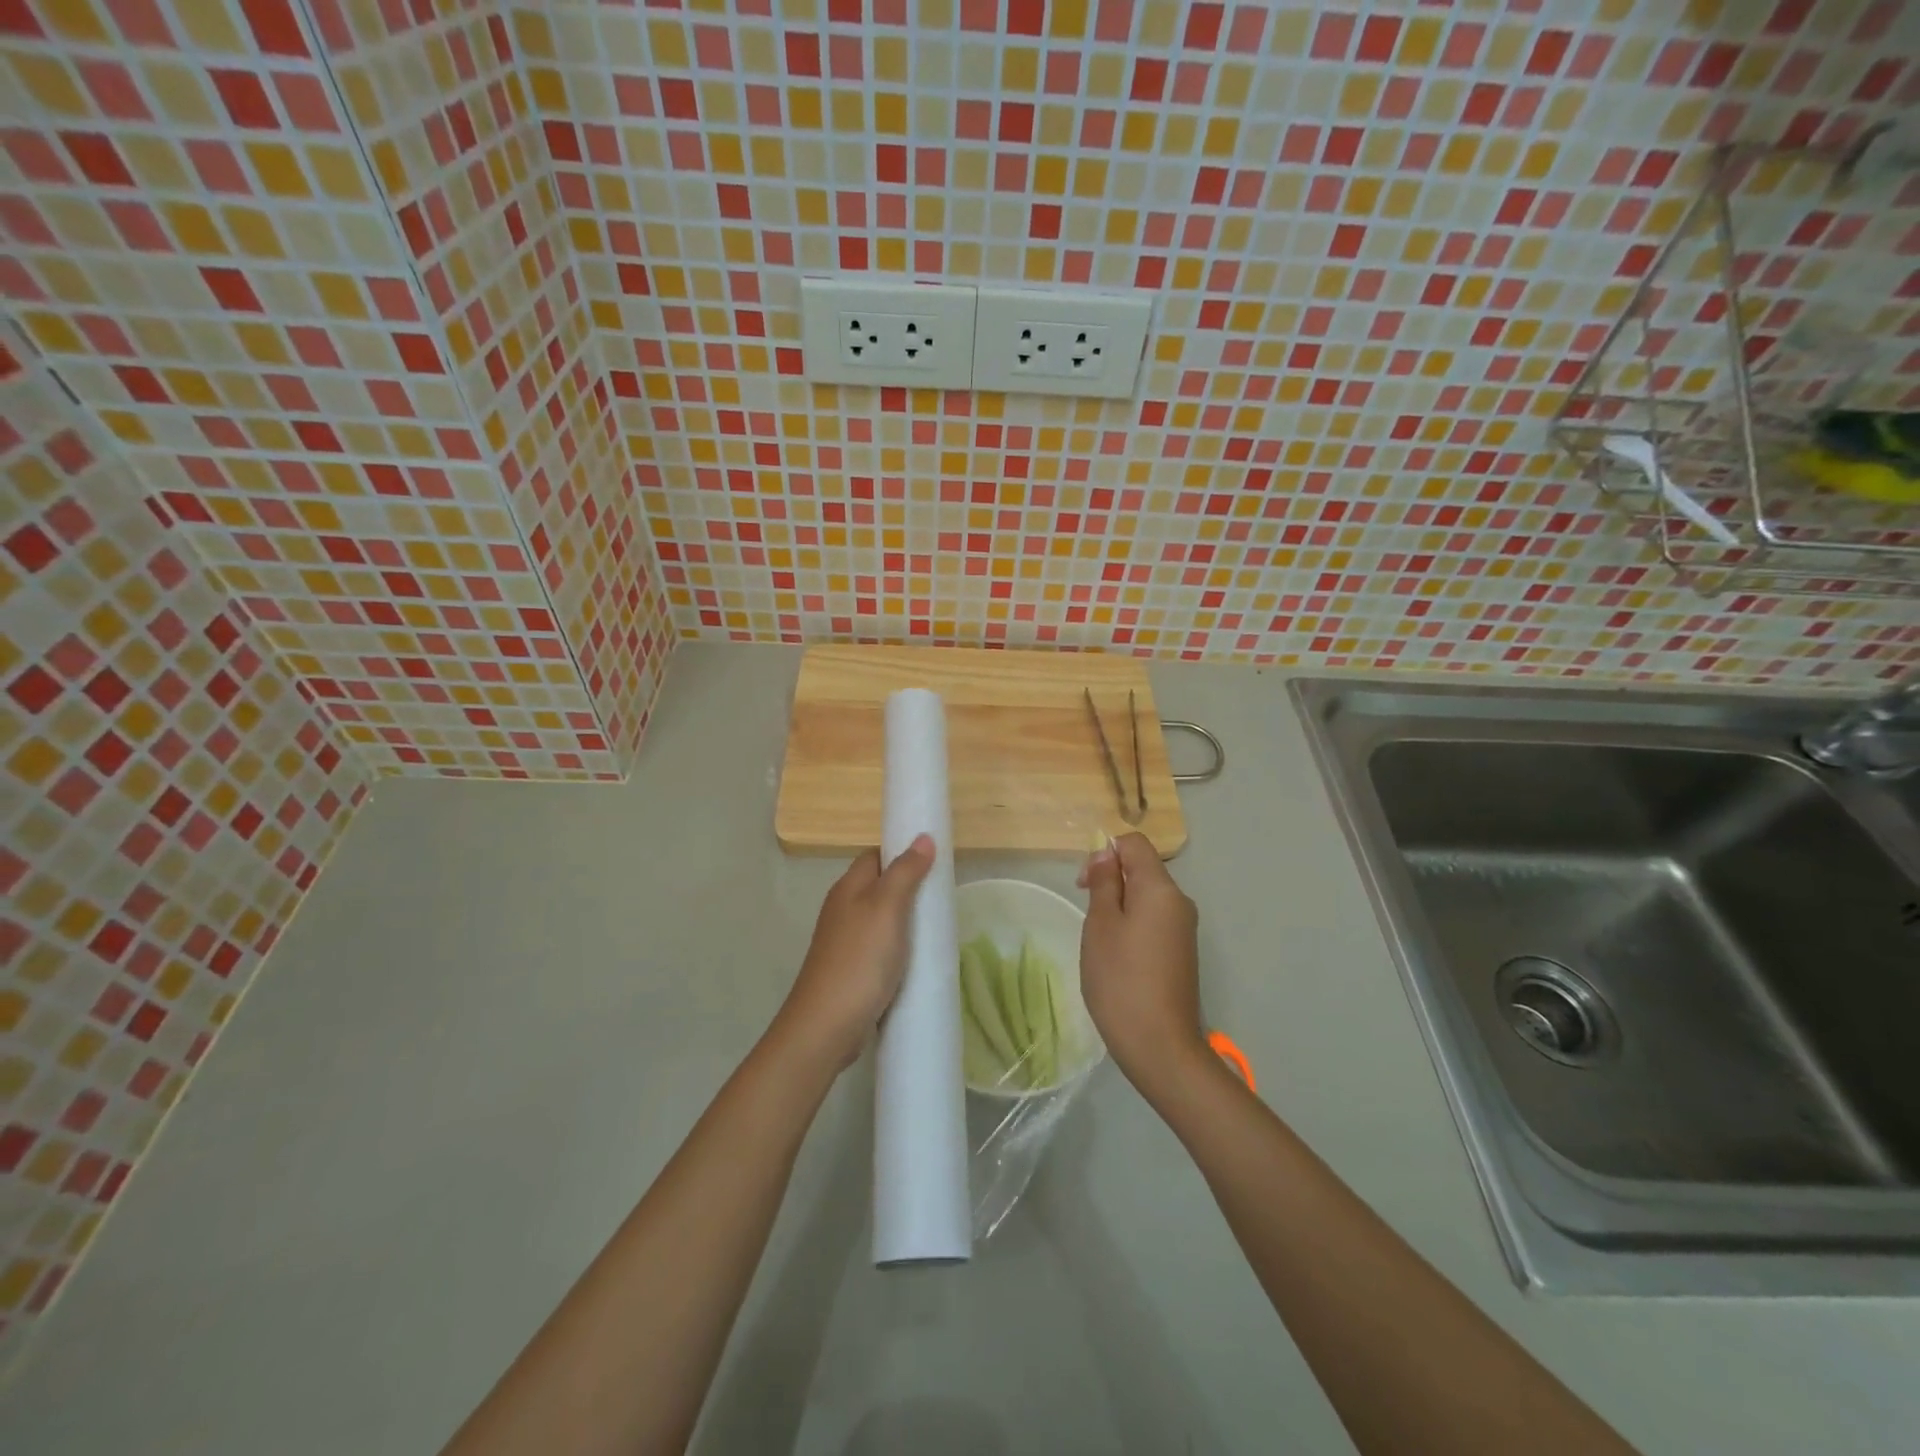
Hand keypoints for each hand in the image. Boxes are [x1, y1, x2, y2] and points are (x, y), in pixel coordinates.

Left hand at [776, 834, 935, 1069]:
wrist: (827, 1026)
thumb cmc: (859, 959)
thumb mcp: (887, 908)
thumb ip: (905, 872)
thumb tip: (923, 837)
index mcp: (848, 888)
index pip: (876, 856)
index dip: (902, 853)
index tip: (935, 860)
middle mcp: (843, 909)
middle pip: (880, 886)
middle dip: (910, 888)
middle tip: (942, 896)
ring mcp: (846, 942)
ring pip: (882, 919)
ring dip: (906, 921)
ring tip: (937, 927)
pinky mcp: (852, 970)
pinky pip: (881, 948)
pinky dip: (900, 948)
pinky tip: (918, 959)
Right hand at [1078, 833, 1208, 1094]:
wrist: (1160, 1045)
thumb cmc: (1121, 979)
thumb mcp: (1101, 925)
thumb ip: (1104, 883)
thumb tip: (1107, 853)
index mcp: (1161, 888)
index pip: (1135, 844)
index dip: (1106, 852)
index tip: (1085, 884)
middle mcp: (1179, 902)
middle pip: (1143, 869)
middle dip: (1111, 880)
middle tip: (1087, 913)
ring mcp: (1184, 928)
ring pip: (1147, 897)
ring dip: (1119, 905)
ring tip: (1100, 940)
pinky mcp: (1182, 952)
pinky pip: (1154, 920)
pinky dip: (1133, 925)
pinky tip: (1118, 956)